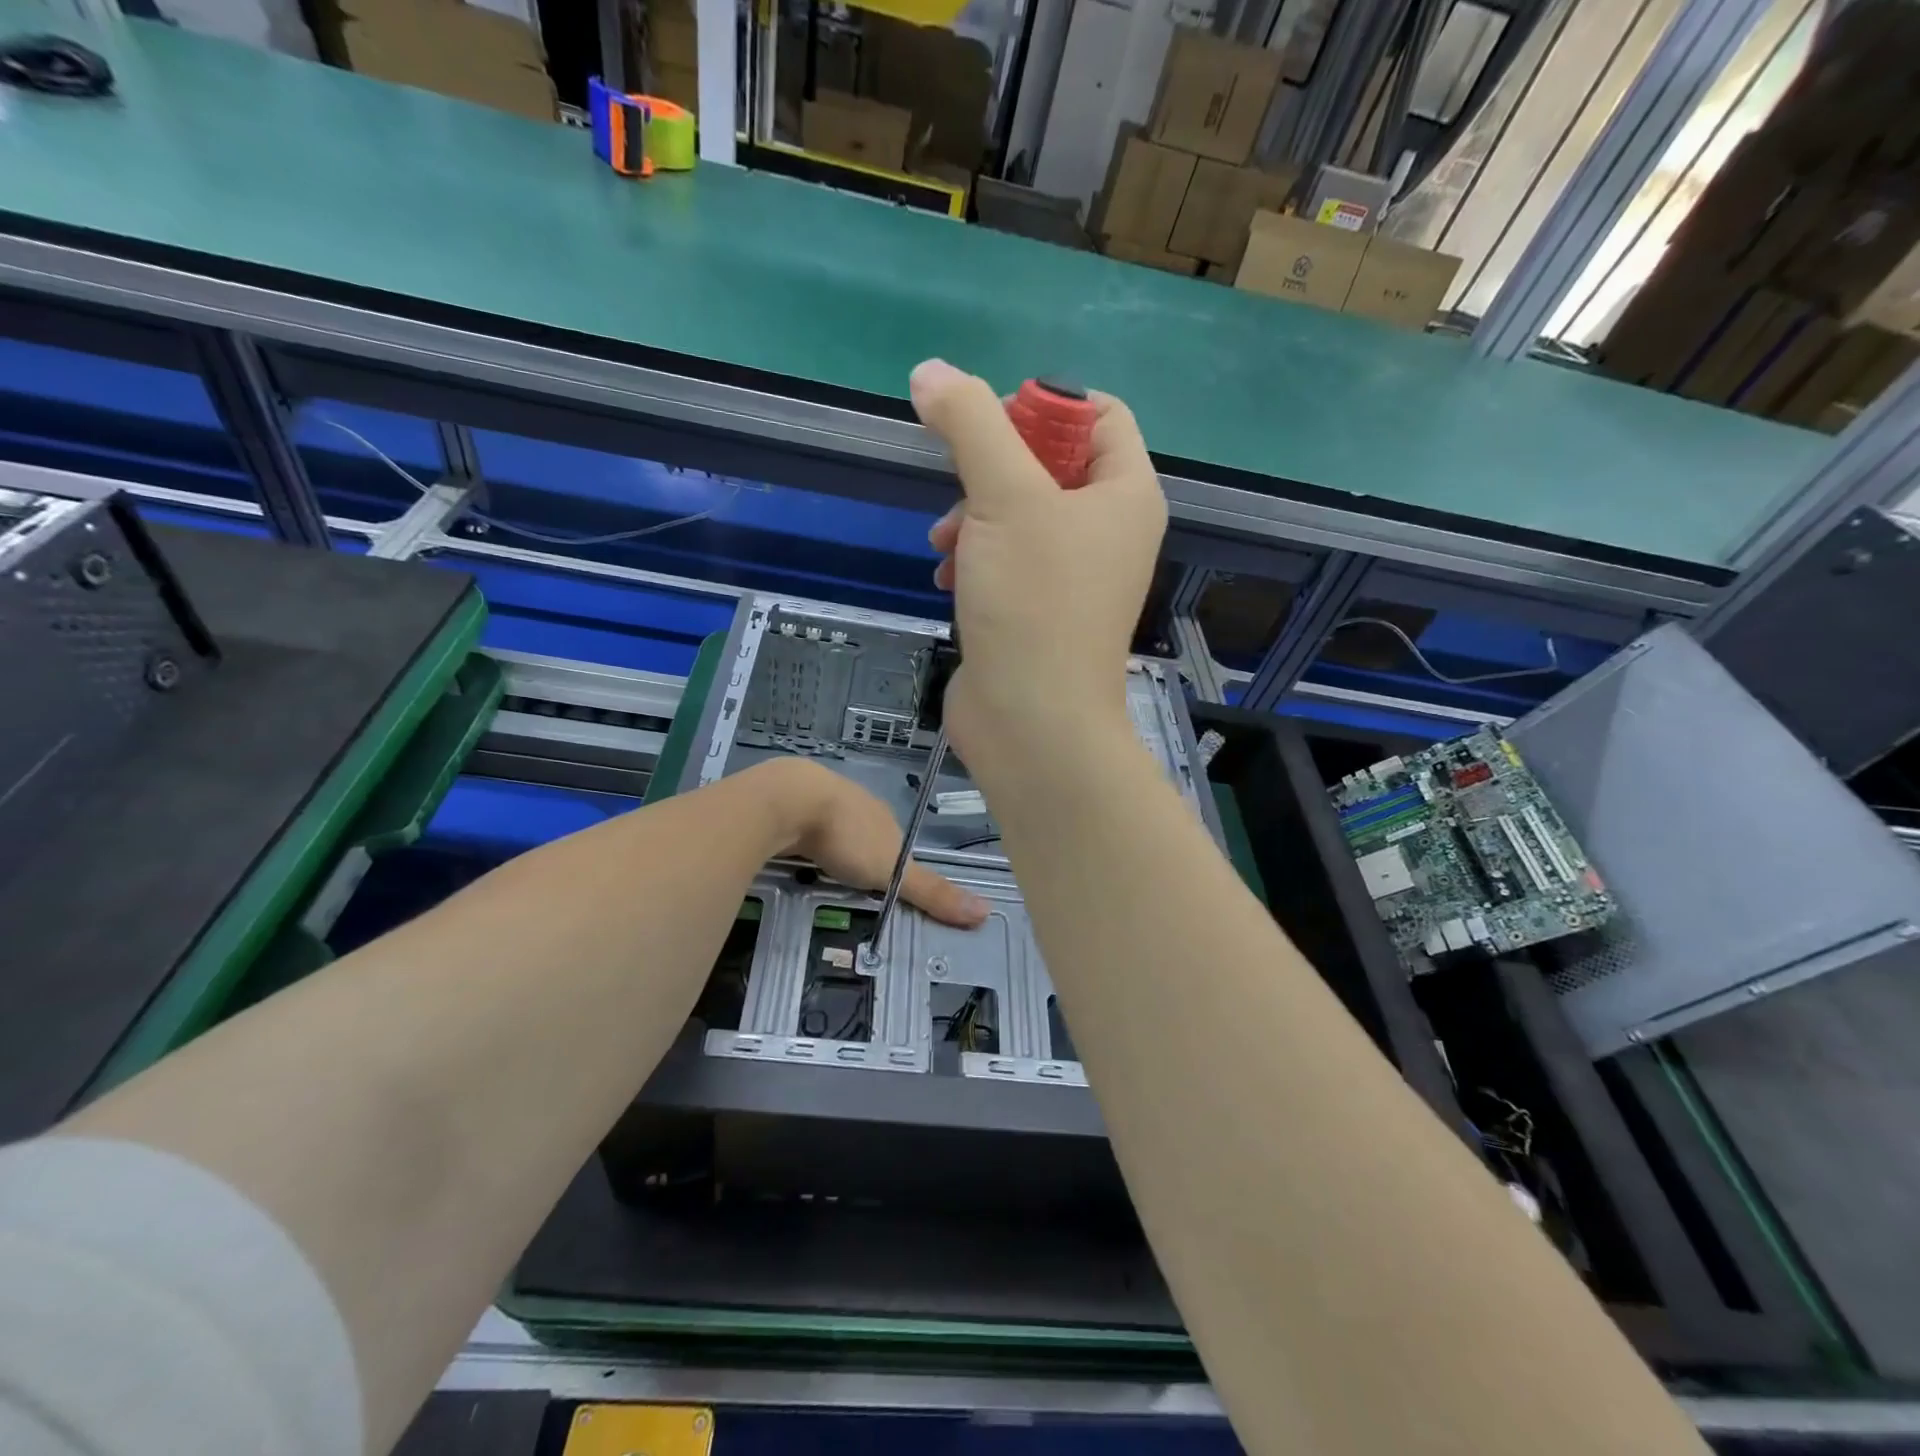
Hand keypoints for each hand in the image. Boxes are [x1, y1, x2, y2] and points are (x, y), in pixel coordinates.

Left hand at [760, 758, 988, 926]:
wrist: (790, 800)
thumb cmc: (848, 836)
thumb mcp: (893, 872)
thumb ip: (931, 892)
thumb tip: (985, 912)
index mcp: (884, 816)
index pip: (897, 842)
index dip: (894, 863)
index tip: (886, 885)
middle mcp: (857, 802)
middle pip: (865, 832)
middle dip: (860, 854)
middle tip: (851, 883)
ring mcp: (821, 798)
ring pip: (832, 825)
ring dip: (830, 844)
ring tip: (823, 870)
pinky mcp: (790, 800)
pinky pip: (802, 823)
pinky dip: (802, 838)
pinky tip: (796, 850)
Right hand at [911, 360, 1165, 771]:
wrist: (1031, 721)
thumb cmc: (1033, 602)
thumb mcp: (1003, 497)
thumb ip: (970, 424)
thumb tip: (931, 372)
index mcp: (1126, 495)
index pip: (1101, 414)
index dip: (1046, 403)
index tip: (991, 420)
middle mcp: (1110, 533)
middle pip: (1052, 464)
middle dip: (994, 467)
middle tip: (960, 486)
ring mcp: (1075, 579)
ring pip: (1020, 515)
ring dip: (975, 516)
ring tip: (944, 544)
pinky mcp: (1039, 613)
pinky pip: (1008, 562)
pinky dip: (976, 559)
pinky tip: (947, 580)